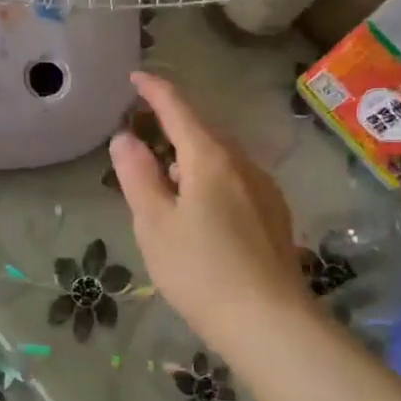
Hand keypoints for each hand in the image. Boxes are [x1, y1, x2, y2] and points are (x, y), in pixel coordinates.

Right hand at [108, 72, 310, 350]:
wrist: (269, 322)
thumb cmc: (200, 270)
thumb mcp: (154, 223)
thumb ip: (137, 176)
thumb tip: (125, 137)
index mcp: (210, 158)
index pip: (178, 108)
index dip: (155, 90)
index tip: (136, 77)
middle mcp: (243, 164)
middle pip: (203, 133)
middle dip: (173, 128)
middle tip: (143, 140)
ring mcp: (265, 190)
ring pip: (221, 160)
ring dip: (192, 159)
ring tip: (167, 184)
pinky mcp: (275, 216)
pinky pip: (236, 182)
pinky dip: (211, 182)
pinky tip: (202, 213)